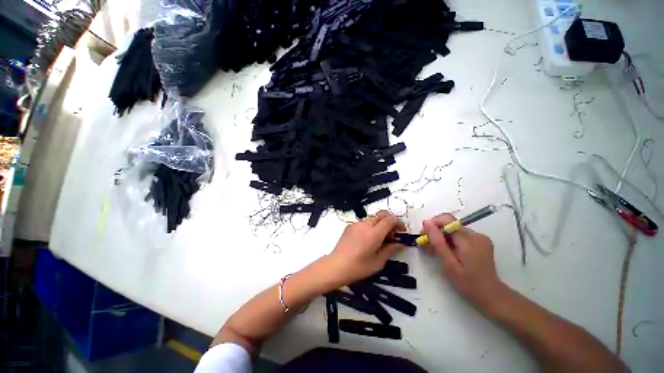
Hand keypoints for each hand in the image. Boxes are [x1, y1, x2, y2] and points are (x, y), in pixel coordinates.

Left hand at [327, 211, 405, 286]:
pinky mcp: (349, 226)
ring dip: (379, 224)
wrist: (336, 266)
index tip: (401, 232)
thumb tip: (400, 243)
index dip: (398, 223)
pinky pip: (363, 222)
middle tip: (391, 235)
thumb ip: (391, 249)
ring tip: (379, 238)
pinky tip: (367, 239)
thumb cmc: (359, 267)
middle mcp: (365, 224)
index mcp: (374, 233)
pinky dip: (370, 226)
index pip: (390, 219)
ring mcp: (356, 224)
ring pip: (372, 218)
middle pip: (381, 215)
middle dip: (389, 222)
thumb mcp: (378, 261)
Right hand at [422, 213, 505, 311]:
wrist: (491, 297)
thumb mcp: (449, 264)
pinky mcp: (478, 243)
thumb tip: (426, 222)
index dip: (433, 224)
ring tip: (432, 251)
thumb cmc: (468, 284)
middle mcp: (476, 234)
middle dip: (435, 233)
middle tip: (425, 246)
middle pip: (449, 225)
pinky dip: (449, 242)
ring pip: (453, 231)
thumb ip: (437, 242)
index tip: (424, 236)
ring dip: (441, 238)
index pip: (447, 219)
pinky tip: (444, 252)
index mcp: (470, 239)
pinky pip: (459, 236)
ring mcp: (479, 238)